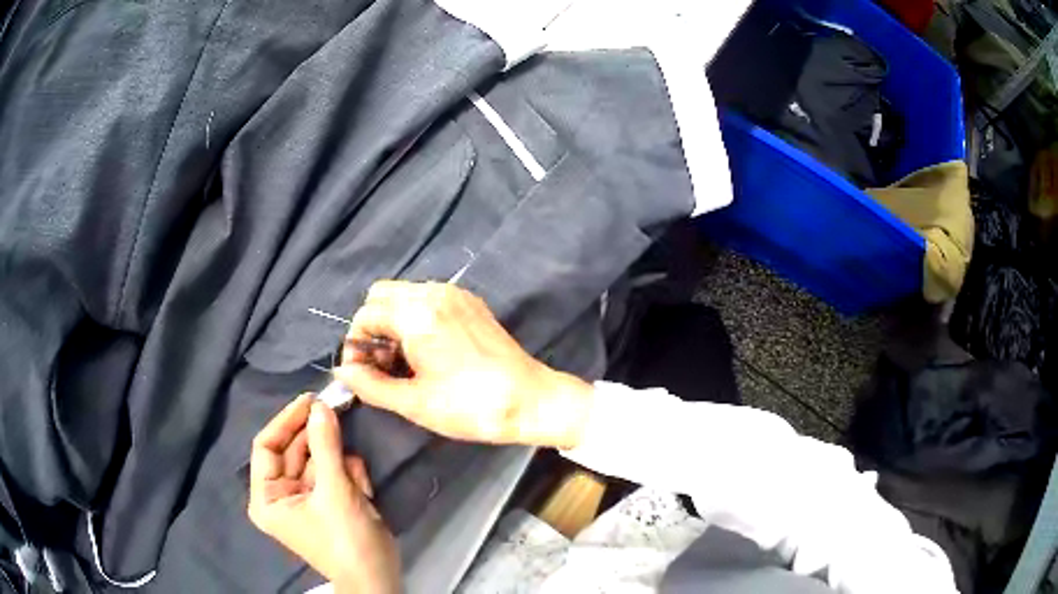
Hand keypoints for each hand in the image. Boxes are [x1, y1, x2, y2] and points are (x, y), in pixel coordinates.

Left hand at [248, 394, 399, 593]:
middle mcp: (280, 496)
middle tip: (339, 413)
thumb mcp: (335, 491)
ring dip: (340, 463)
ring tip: (357, 481)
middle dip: (319, 440)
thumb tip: (321, 405)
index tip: (310, 400)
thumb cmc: (346, 540)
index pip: (266, 447)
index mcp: (267, 497)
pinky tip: (363, 491)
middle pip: (294, 451)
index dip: (286, 421)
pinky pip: (332, 473)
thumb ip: (326, 445)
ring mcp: (304, 499)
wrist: (379, 578)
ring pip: (318, 460)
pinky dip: (349, 475)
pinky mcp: (326, 501)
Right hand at [333, 280, 593, 448]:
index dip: (356, 345)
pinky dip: (415, 317)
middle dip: (372, 327)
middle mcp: (434, 293)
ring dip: (392, 322)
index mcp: (417, 314)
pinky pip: (428, 298)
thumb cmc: (471, 406)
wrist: (532, 401)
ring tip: (403, 361)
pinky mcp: (471, 303)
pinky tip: (426, 350)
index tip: (362, 374)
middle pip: (381, 296)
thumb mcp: (414, 403)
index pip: (365, 315)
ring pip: (404, 294)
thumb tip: (343, 372)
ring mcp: (455, 294)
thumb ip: (370, 385)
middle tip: (382, 365)